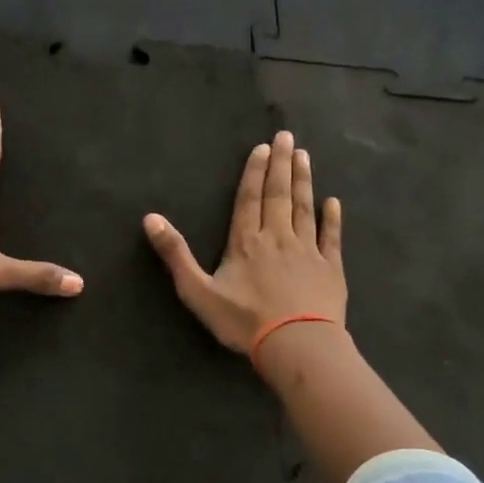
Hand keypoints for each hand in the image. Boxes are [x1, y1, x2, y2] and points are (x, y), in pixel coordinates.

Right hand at [143, 130, 343, 352]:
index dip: (255, 172)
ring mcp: (307, 251)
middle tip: (287, 137)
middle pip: (279, 195)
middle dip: (282, 164)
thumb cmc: (244, 320)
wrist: (297, 345)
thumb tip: (150, 218)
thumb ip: (175, 254)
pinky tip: (333, 202)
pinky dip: (332, 218)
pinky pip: (331, 237)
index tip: (263, 148)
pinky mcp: (331, 269)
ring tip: (305, 156)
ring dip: (304, 181)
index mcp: (246, 242)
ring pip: (304, 208)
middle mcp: (278, 237)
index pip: (250, 199)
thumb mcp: (198, 291)